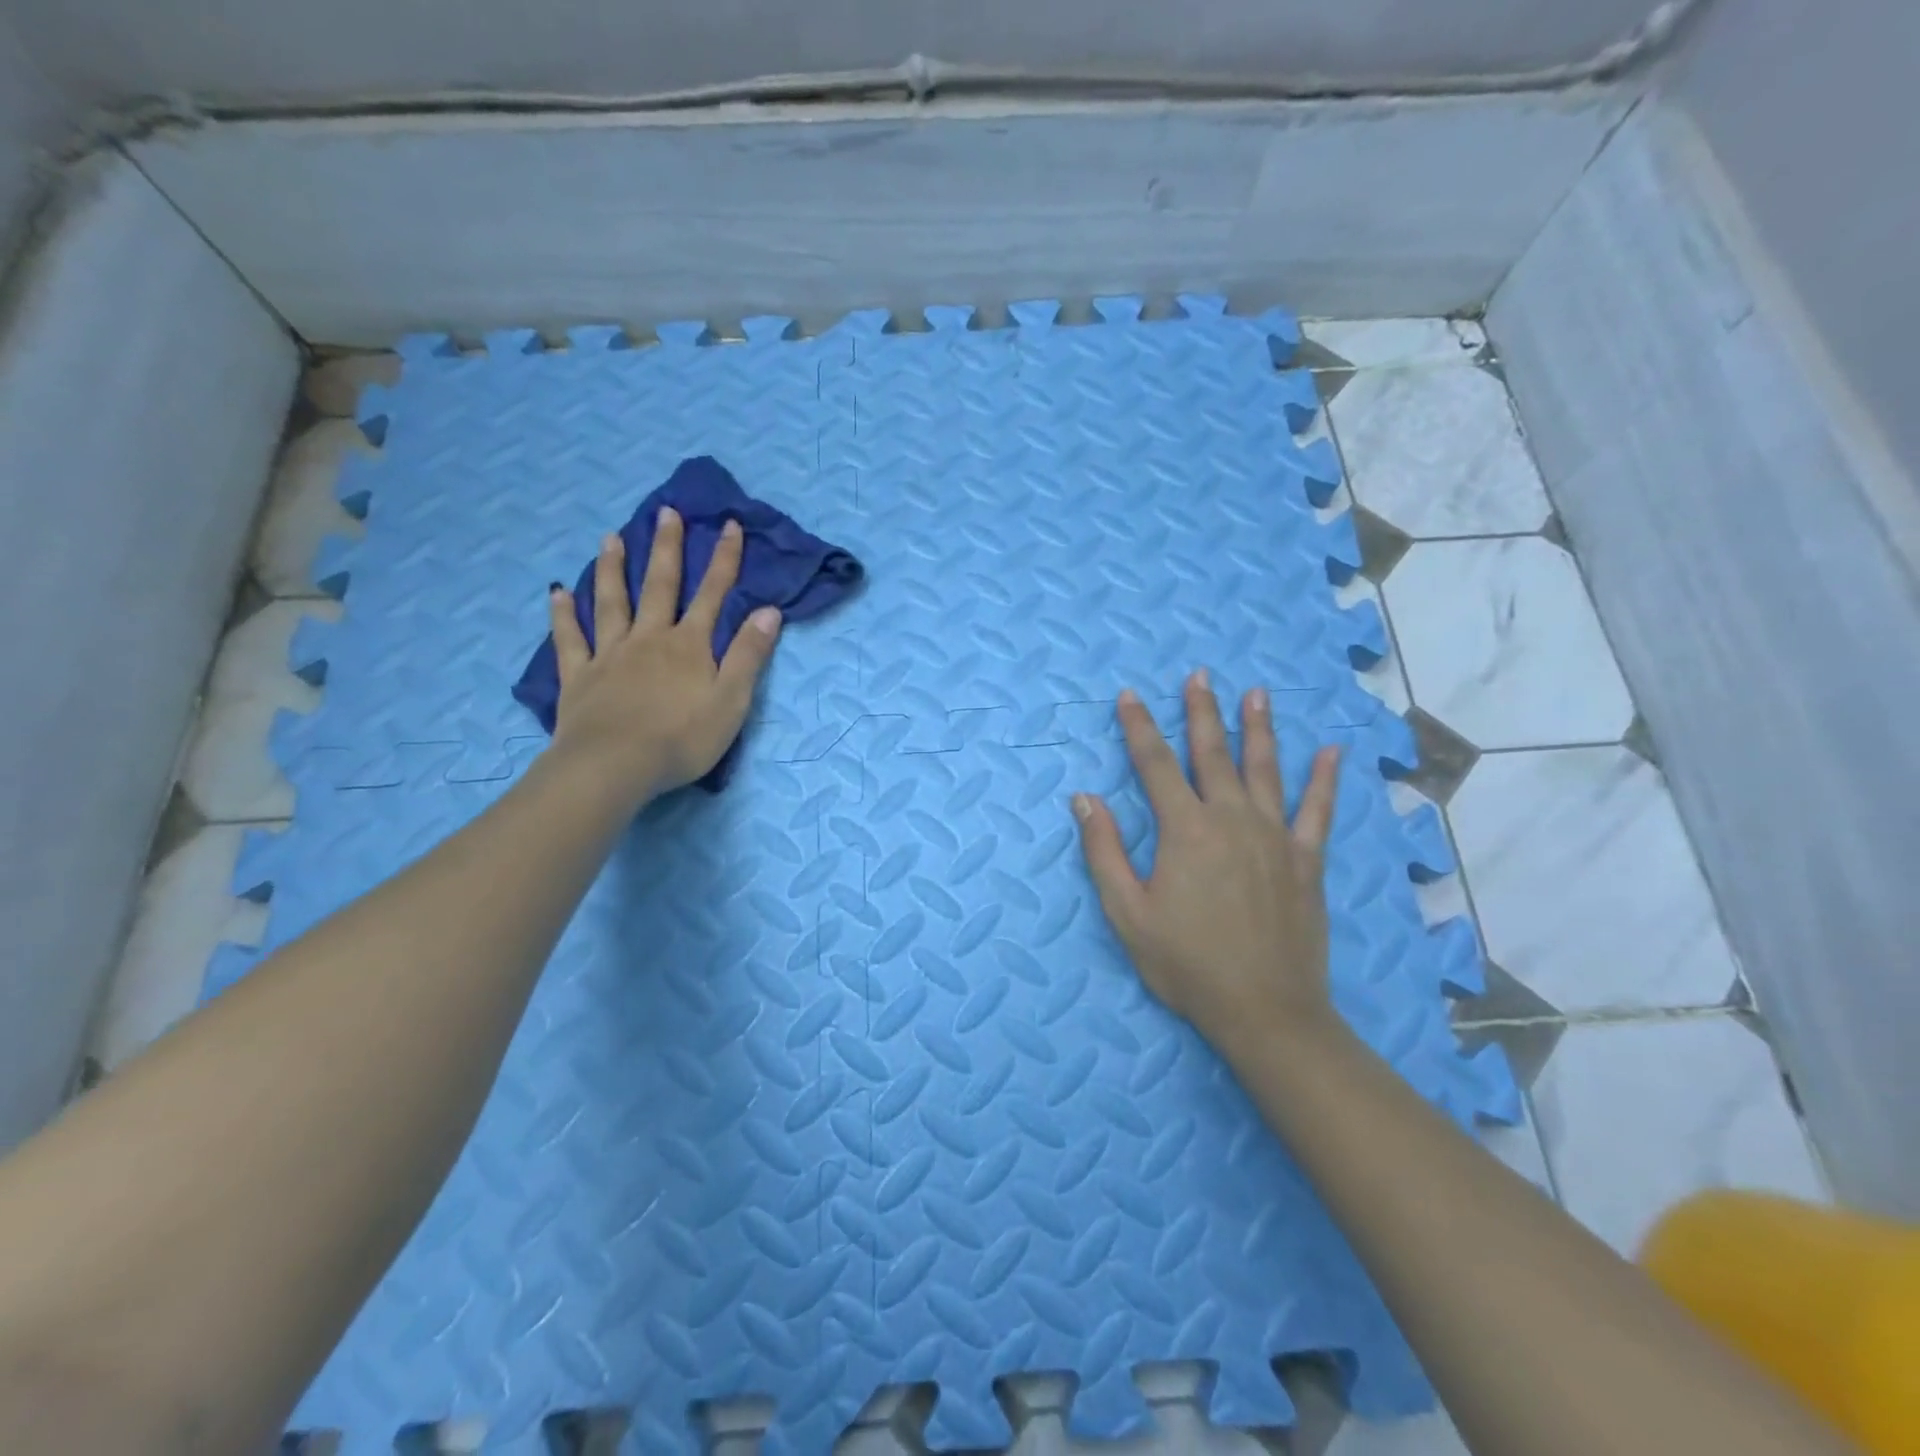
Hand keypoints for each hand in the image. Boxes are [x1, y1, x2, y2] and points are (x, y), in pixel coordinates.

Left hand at [547, 507, 780, 802]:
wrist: (615, 766)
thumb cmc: (683, 738)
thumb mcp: (732, 700)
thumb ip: (749, 655)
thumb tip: (769, 611)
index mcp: (689, 646)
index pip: (713, 595)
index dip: (724, 560)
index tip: (729, 525)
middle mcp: (649, 639)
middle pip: (660, 586)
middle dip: (666, 548)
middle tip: (666, 512)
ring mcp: (610, 655)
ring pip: (611, 602)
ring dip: (613, 569)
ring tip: (611, 538)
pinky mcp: (579, 676)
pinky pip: (570, 639)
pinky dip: (563, 614)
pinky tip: (557, 593)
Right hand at [1073, 670, 1342, 1059]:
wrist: (1265, 1009)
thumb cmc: (1187, 963)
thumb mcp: (1128, 913)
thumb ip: (1104, 852)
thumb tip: (1085, 799)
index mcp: (1185, 830)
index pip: (1154, 764)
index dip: (1139, 727)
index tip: (1129, 696)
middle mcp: (1231, 819)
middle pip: (1212, 754)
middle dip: (1202, 712)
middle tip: (1199, 676)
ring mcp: (1274, 836)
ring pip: (1265, 769)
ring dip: (1259, 729)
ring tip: (1256, 694)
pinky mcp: (1305, 859)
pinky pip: (1317, 811)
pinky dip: (1323, 780)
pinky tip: (1331, 753)